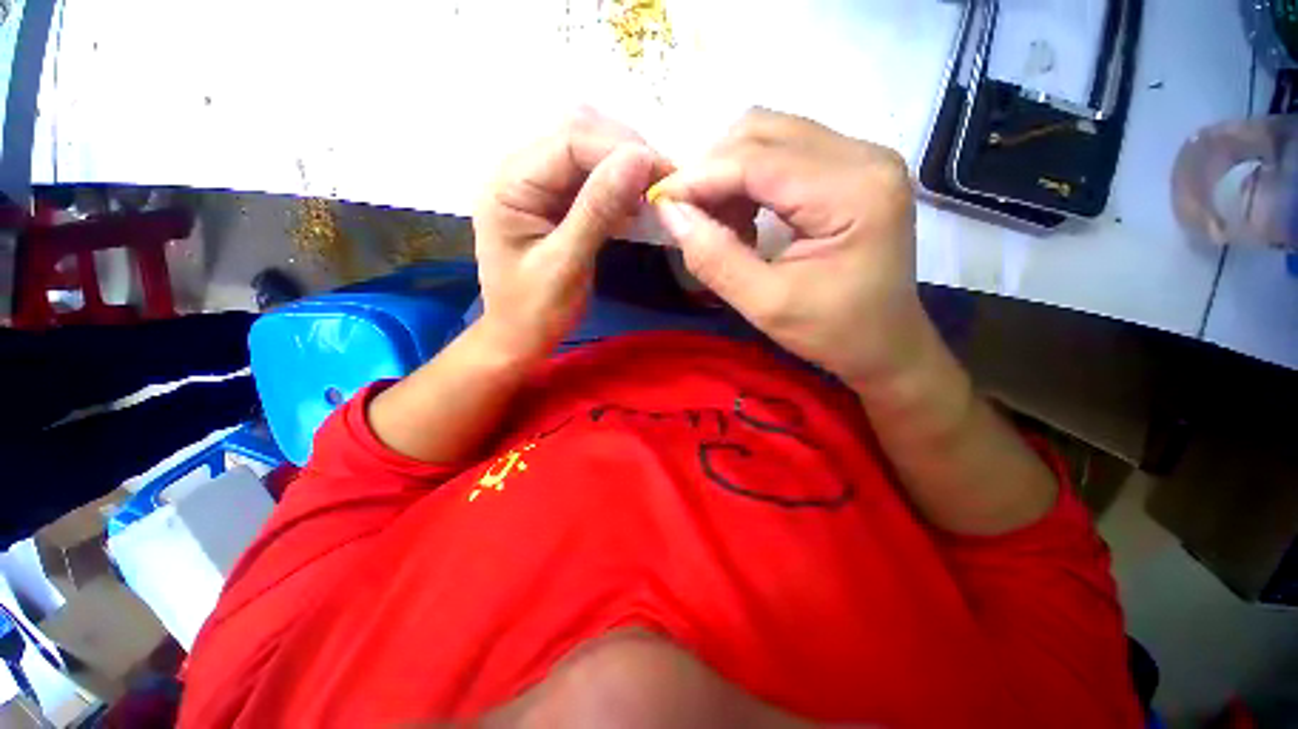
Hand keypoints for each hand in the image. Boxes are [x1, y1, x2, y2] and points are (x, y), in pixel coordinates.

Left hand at [473, 108, 670, 357]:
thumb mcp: (567, 263)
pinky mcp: (553, 204)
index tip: (664, 173)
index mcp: (509, 185)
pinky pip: (590, 182)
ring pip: (587, 157)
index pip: (568, 142)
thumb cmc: (536, 311)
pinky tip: (636, 207)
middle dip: (624, 155)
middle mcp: (518, 174)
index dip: (619, 149)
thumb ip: (598, 210)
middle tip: (663, 184)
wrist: (519, 339)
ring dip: (624, 170)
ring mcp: (536, 187)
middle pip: (577, 138)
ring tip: (654, 194)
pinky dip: (618, 190)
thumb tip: (639, 158)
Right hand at [650, 109, 927, 388]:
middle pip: (764, 131)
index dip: (700, 176)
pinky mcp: (851, 168)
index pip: (758, 159)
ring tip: (718, 223)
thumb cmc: (834, 333)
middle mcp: (864, 156)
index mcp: (854, 192)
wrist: (886, 345)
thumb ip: (715, 259)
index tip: (660, 202)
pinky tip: (744, 218)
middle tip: (688, 216)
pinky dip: (748, 179)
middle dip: (712, 170)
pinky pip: (784, 153)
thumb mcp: (767, 306)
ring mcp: (861, 157)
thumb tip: (670, 214)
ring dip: (729, 173)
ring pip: (770, 135)